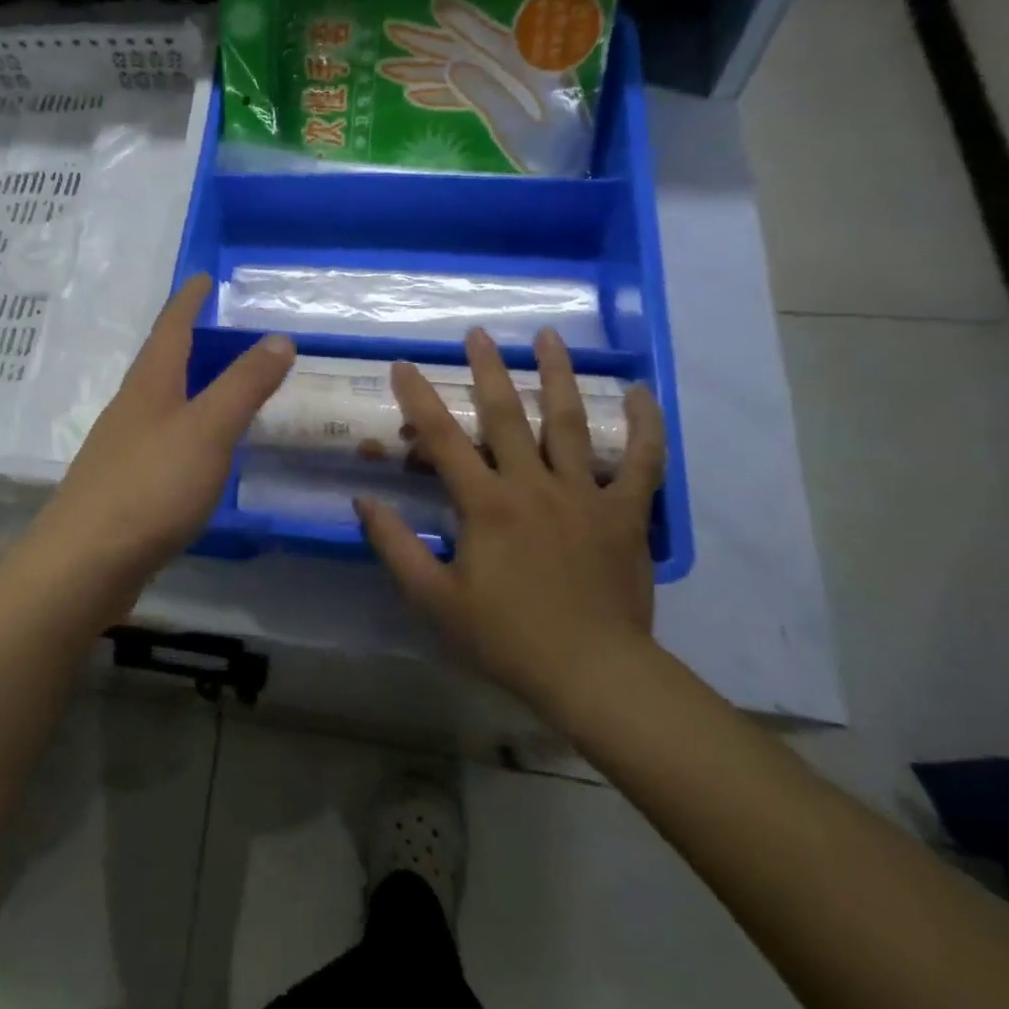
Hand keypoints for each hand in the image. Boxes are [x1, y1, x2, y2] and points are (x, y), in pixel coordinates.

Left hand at [27, 274, 293, 607]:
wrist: (85, 562)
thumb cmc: (151, 486)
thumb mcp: (208, 430)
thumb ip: (243, 386)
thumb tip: (278, 338)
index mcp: (149, 386)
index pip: (170, 328)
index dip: (188, 301)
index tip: (203, 278)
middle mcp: (130, 409)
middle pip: (160, 364)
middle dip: (189, 343)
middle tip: (224, 333)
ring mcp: (122, 449)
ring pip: (160, 405)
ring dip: (188, 389)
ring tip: (220, 389)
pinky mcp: (123, 487)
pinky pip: (161, 443)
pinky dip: (186, 432)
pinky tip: (200, 453)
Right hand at [356, 327, 665, 718]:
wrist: (594, 674)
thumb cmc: (506, 637)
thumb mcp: (434, 599)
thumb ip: (395, 546)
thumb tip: (363, 500)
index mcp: (486, 505)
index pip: (443, 439)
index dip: (419, 398)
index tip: (403, 365)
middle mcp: (533, 486)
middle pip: (507, 415)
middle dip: (488, 369)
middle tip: (478, 334)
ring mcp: (585, 495)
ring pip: (570, 422)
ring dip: (558, 375)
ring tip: (550, 337)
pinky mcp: (626, 513)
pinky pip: (641, 461)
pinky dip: (644, 425)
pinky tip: (642, 392)